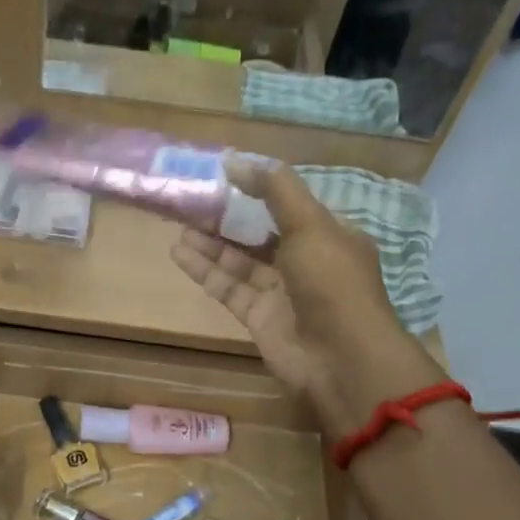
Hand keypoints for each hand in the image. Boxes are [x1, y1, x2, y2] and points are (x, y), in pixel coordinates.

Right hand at [171, 160, 440, 427]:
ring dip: (211, 243)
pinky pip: (228, 287)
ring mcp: (281, 293)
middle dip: (228, 218)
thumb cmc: (332, 283)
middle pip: (260, 234)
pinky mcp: (258, 318)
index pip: (290, 208)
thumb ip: (275, 190)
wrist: (340, 359)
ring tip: (179, 224)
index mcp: (329, 236)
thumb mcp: (310, 225)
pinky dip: (205, 271)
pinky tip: (179, 252)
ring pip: (240, 261)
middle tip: (193, 200)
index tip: (224, 176)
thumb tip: (235, 161)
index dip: (258, 191)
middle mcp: (305, 263)